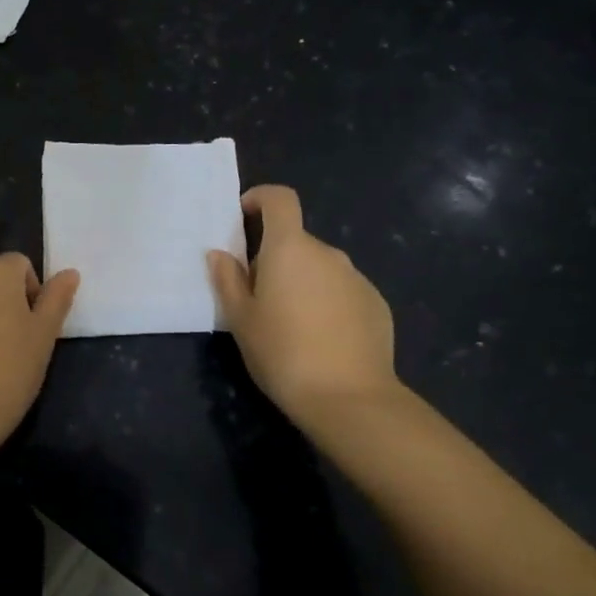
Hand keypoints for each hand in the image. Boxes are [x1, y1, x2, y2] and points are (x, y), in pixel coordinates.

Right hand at [209, 185, 398, 427]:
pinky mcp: (376, 304)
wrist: (348, 397)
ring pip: (320, 269)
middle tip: (257, 297)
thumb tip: (219, 254)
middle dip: (275, 258)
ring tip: (290, 325)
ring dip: (302, 282)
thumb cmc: (282, 352)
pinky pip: (343, 292)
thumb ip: (227, 279)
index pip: (280, 199)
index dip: (260, 198)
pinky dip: (327, 303)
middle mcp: (328, 253)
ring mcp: (357, 278)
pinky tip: (321, 340)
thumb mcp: (241, 319)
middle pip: (296, 241)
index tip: (243, 217)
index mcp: (290, 248)